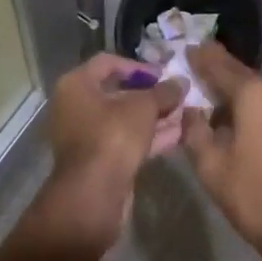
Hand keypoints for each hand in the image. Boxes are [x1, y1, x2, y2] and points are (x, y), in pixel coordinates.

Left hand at [40, 53, 186, 247]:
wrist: (93, 197)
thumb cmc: (112, 136)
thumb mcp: (143, 107)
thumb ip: (163, 92)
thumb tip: (182, 82)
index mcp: (77, 85)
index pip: (108, 63)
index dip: (138, 66)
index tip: (163, 73)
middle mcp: (76, 107)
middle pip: (118, 93)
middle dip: (151, 95)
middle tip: (177, 94)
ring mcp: (86, 137)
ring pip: (125, 120)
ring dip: (154, 117)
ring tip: (185, 113)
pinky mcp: (99, 162)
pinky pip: (126, 141)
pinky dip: (149, 137)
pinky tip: (178, 135)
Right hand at [181, 44, 261, 260]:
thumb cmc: (253, 195)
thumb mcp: (211, 165)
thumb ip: (195, 130)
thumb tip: (190, 111)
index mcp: (255, 92)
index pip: (220, 65)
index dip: (200, 57)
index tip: (185, 49)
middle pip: (240, 74)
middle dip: (217, 71)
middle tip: (194, 67)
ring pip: (255, 90)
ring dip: (233, 91)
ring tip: (210, 96)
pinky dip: (250, 105)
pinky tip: (234, 117)